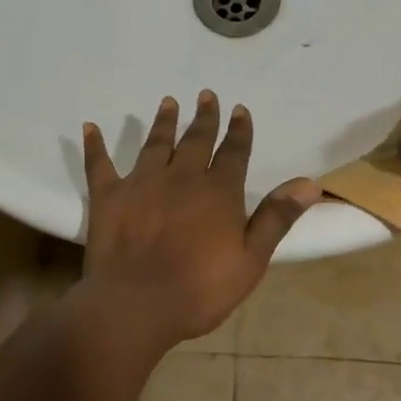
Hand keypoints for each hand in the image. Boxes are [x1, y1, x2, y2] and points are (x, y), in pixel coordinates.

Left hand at [81, 91, 321, 347]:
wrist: (137, 304)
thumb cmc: (199, 289)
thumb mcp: (250, 259)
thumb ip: (276, 218)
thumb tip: (309, 183)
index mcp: (218, 192)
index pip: (234, 152)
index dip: (239, 131)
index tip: (240, 110)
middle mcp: (181, 178)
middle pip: (196, 140)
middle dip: (203, 118)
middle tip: (205, 96)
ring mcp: (142, 183)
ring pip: (155, 144)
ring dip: (163, 123)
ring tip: (168, 102)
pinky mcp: (108, 196)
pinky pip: (100, 164)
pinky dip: (96, 145)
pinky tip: (90, 128)